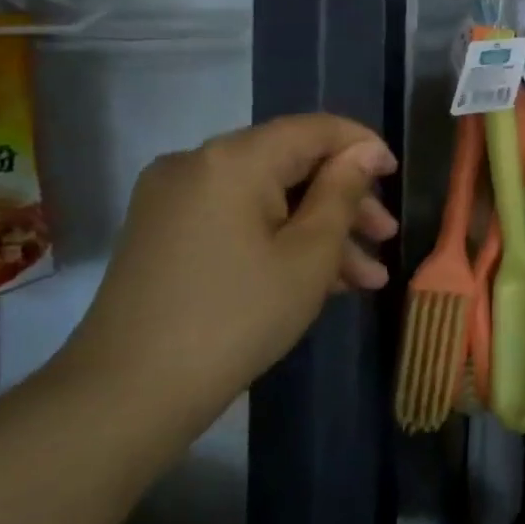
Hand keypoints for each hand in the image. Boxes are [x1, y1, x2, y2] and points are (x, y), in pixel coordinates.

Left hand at [61, 115, 398, 421]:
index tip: (396, 178)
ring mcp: (175, 200)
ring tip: (367, 276)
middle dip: (346, 200)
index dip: (364, 147)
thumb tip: (365, 153)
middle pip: (293, 164)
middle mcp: (197, 165)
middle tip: (386, 237)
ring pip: (270, 197)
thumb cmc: (238, 315)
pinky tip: (324, 282)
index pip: (315, 129)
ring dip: (322, 229)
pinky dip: (282, 240)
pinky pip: (241, 220)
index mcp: (233, 160)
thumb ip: (343, 192)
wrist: (127, 394)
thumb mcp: (311, 253)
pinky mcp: (165, 233)